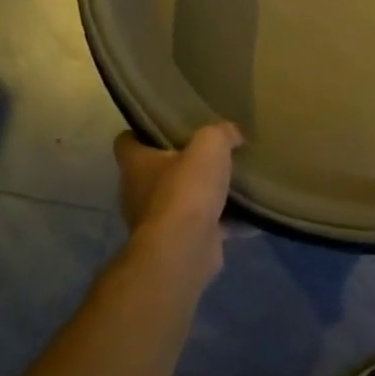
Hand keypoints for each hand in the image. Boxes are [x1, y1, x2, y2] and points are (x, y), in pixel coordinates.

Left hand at [114, 122, 242, 280]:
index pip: (126, 141)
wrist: (184, 250)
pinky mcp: (178, 244)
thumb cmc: (186, 189)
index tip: (167, 125)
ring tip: (231, 182)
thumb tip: (232, 133)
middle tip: (209, 152)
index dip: (143, 131)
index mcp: (136, 164)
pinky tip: (248, 215)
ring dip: (201, 195)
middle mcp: (138, 193)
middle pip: (155, 171)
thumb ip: (221, 133)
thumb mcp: (210, 145)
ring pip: (180, 201)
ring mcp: (156, 222)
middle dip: (180, 164)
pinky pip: (203, 227)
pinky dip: (223, 223)